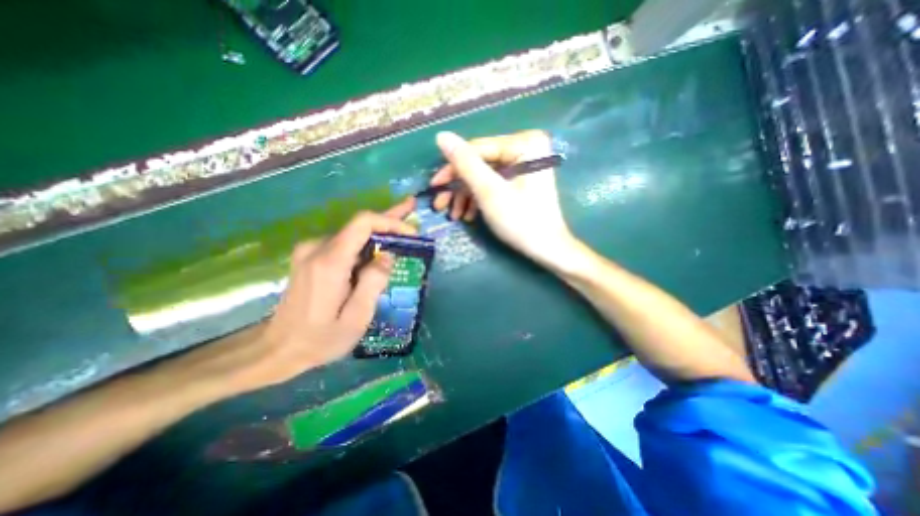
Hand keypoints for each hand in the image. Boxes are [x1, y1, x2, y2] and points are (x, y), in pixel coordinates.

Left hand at [247, 199, 417, 384]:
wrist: (277, 349)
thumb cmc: (321, 339)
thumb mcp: (356, 318)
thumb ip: (374, 283)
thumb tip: (388, 256)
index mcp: (330, 262)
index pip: (363, 223)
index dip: (390, 221)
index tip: (411, 232)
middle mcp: (317, 248)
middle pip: (359, 224)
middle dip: (389, 219)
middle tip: (411, 207)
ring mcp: (310, 251)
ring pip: (353, 234)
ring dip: (379, 233)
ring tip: (402, 233)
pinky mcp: (310, 257)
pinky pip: (345, 244)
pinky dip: (366, 244)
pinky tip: (380, 250)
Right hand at [434, 131, 575, 269]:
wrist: (547, 248)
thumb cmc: (521, 221)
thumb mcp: (489, 191)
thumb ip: (466, 163)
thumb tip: (441, 136)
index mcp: (524, 143)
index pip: (478, 149)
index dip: (452, 167)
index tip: (434, 185)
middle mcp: (525, 148)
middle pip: (480, 163)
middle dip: (459, 187)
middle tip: (440, 204)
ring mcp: (523, 164)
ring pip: (484, 175)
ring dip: (466, 195)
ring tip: (454, 216)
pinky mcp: (521, 180)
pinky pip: (494, 183)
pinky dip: (479, 198)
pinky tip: (468, 215)